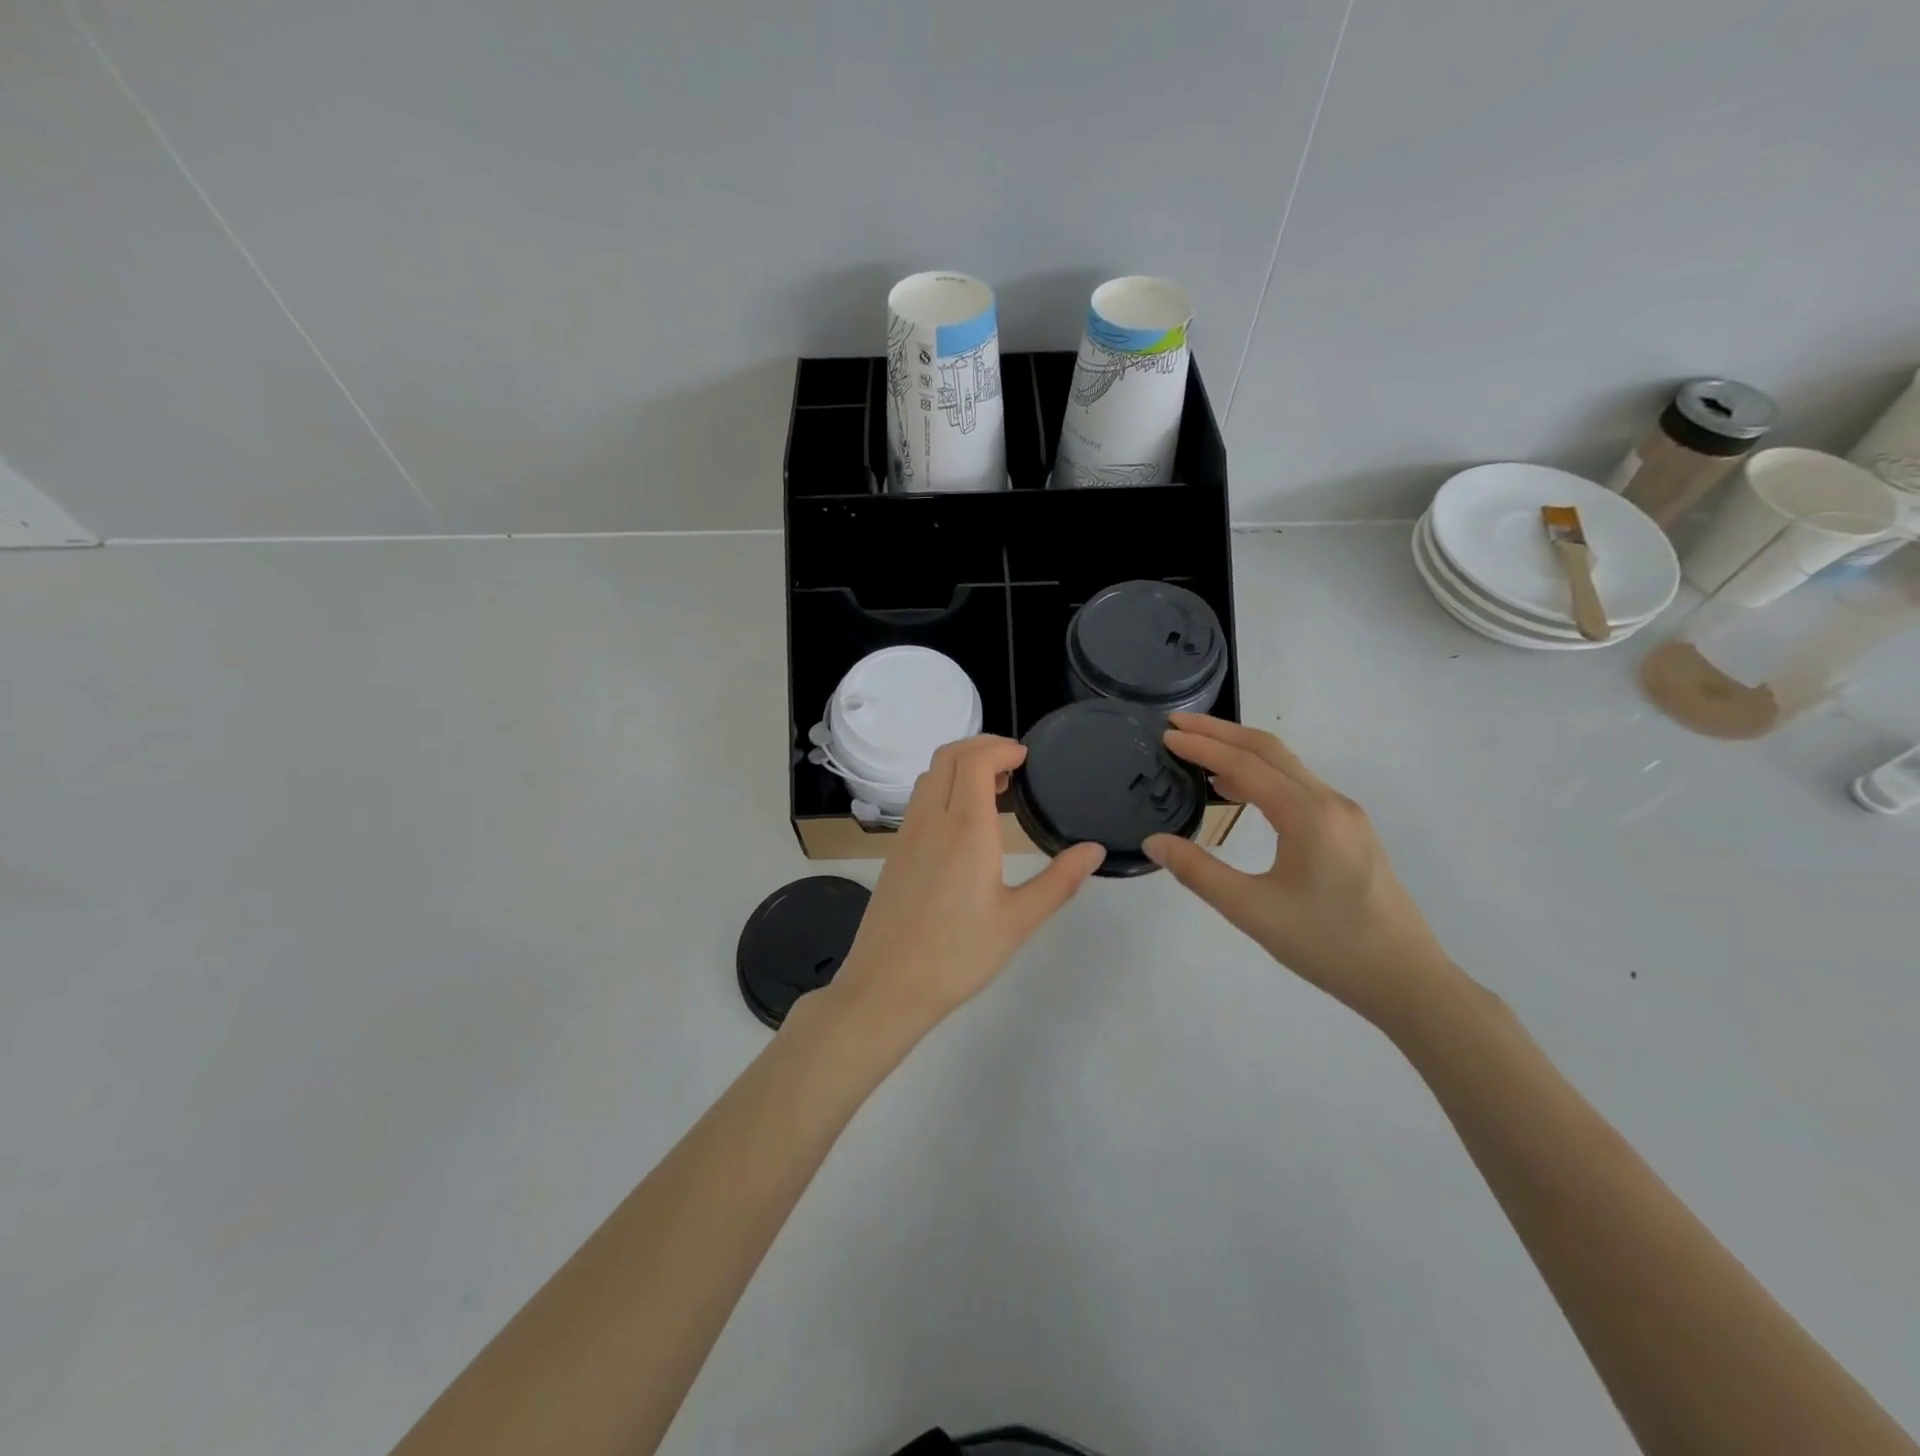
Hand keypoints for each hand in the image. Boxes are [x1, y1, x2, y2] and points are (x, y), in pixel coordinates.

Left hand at [825, 736, 1105, 1038]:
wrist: (888, 985)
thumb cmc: (959, 954)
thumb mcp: (1019, 921)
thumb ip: (1059, 881)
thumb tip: (1094, 850)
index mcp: (966, 829)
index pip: (976, 760)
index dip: (1001, 747)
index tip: (1027, 758)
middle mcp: (932, 820)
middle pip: (948, 755)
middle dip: (982, 745)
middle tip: (1014, 764)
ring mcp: (908, 833)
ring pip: (930, 774)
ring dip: (960, 765)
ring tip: (993, 788)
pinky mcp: (896, 850)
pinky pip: (920, 799)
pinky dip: (943, 786)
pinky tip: (963, 820)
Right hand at [1143, 714, 1454, 1026]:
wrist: (1406, 980)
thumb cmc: (1328, 945)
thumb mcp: (1253, 912)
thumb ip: (1199, 873)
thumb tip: (1154, 842)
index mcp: (1308, 815)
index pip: (1246, 764)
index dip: (1203, 746)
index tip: (1166, 734)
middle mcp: (1329, 802)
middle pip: (1269, 750)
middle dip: (1221, 732)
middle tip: (1177, 724)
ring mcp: (1345, 815)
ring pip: (1286, 767)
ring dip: (1241, 752)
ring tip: (1198, 752)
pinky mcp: (1349, 831)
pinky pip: (1298, 786)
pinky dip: (1261, 776)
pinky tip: (1238, 791)